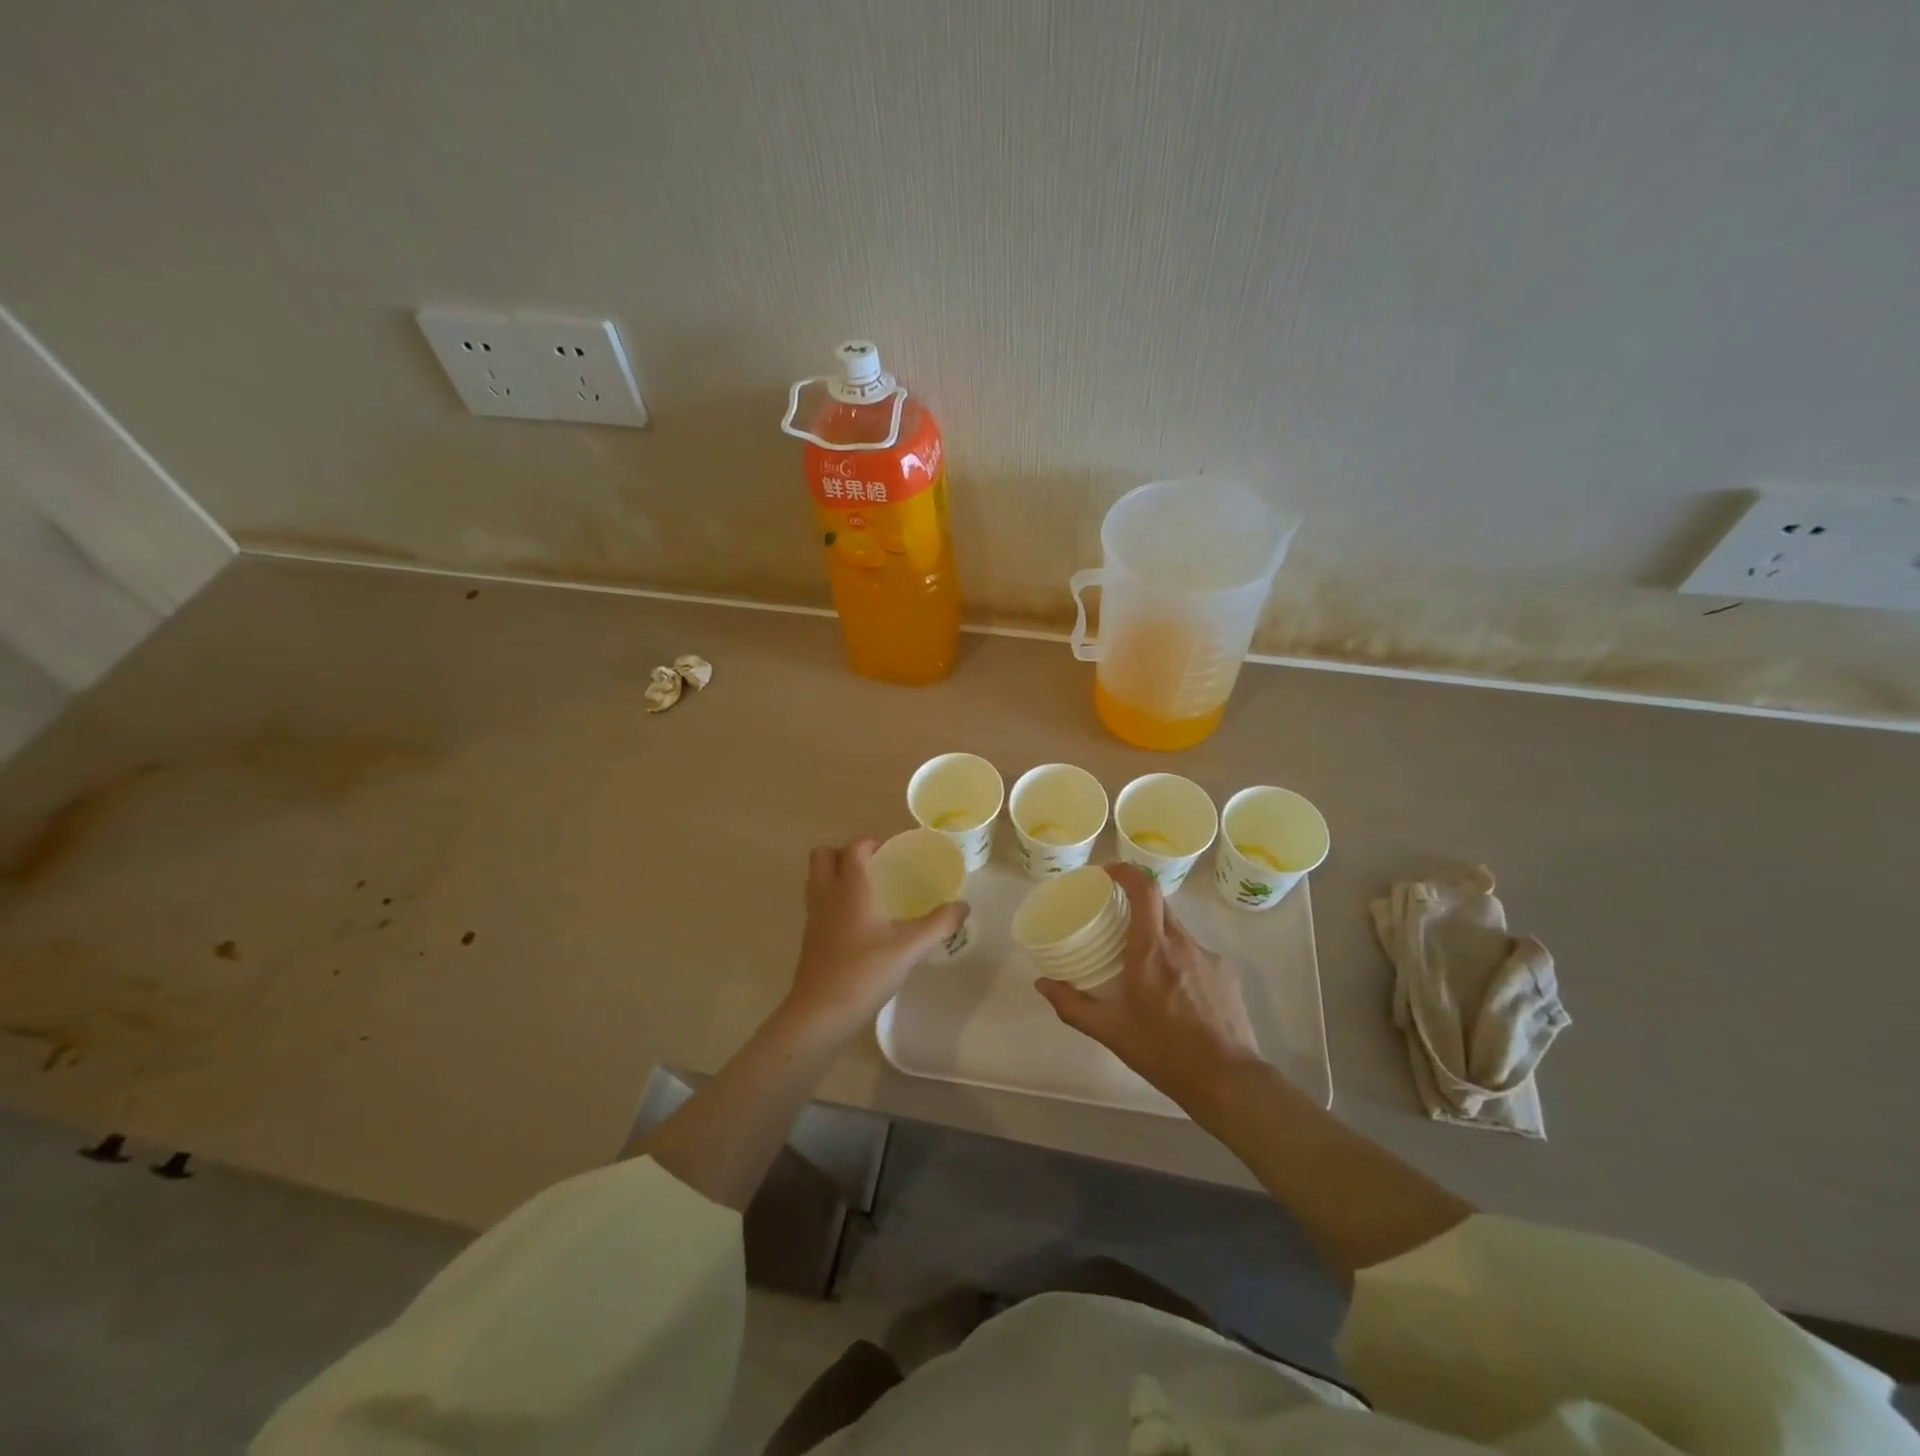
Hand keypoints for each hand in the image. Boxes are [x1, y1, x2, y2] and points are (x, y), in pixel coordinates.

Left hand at [786, 839, 968, 1036]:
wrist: (820, 1014)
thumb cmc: (864, 972)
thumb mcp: (910, 948)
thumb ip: (938, 924)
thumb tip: (963, 906)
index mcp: (851, 888)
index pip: (854, 847)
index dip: (871, 842)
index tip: (893, 853)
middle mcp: (827, 895)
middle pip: (824, 854)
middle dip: (846, 853)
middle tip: (874, 867)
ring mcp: (813, 917)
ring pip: (816, 878)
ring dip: (836, 874)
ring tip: (867, 891)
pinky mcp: (809, 938)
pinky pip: (817, 903)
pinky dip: (833, 900)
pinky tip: (858, 922)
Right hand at [1035, 864, 1259, 1110]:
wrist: (1228, 1081)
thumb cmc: (1164, 1051)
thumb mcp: (1111, 1031)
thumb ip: (1072, 1005)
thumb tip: (1042, 984)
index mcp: (1152, 950)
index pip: (1144, 888)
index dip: (1125, 871)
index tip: (1106, 873)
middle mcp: (1182, 943)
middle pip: (1158, 905)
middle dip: (1135, 903)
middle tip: (1113, 918)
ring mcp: (1208, 957)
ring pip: (1176, 930)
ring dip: (1155, 934)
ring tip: (1140, 962)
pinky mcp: (1226, 974)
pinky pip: (1194, 953)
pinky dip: (1177, 959)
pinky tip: (1172, 991)